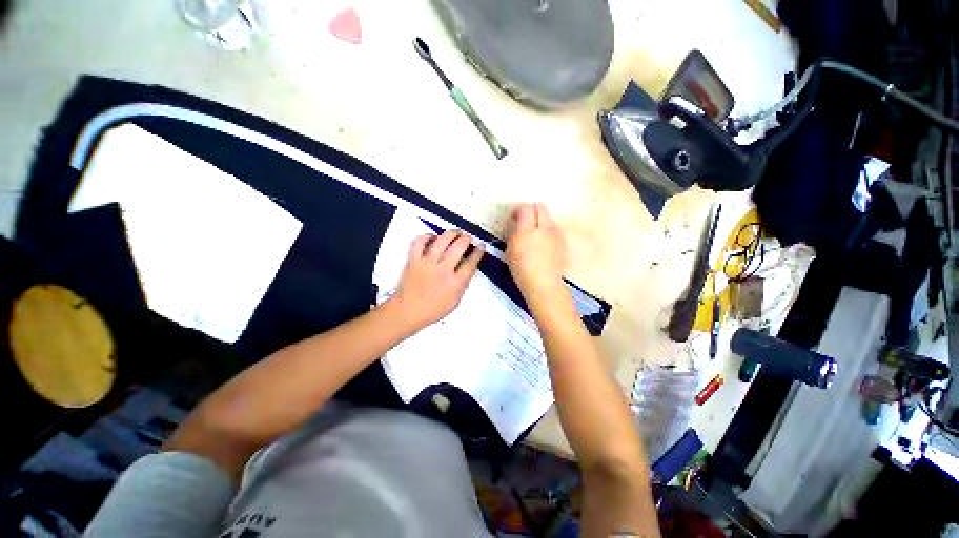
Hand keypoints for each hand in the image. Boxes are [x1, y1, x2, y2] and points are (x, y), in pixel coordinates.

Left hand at [388, 230, 483, 330]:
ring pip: (442, 241)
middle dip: (466, 239)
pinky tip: (433, 237)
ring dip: (451, 233)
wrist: (407, 312)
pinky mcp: (413, 260)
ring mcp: (427, 263)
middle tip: (467, 238)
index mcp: (455, 283)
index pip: (471, 263)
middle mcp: (443, 270)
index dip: (478, 252)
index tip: (481, 246)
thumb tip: (467, 267)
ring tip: (455, 233)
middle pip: (458, 247)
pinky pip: (419, 242)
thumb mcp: (456, 300)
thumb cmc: (433, 309)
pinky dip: (427, 236)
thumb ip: (463, 283)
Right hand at [506, 203, 568, 305]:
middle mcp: (544, 228)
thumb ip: (515, 233)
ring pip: (548, 216)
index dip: (518, 210)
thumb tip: (518, 225)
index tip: (514, 218)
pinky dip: (548, 230)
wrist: (544, 284)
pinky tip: (543, 243)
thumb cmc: (522, 270)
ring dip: (540, 220)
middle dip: (531, 210)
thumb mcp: (510, 250)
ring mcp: (556, 233)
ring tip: (534, 233)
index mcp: (527, 230)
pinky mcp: (562, 240)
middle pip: (540, 206)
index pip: (525, 208)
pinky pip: (554, 228)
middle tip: (524, 221)